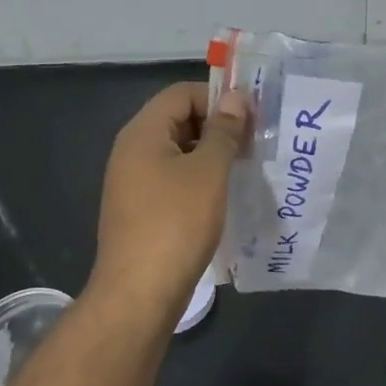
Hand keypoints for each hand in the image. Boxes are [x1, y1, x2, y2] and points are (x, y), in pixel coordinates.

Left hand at [89, 83, 249, 316]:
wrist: (140, 291)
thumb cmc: (176, 223)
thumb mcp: (208, 172)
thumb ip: (224, 132)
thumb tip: (237, 98)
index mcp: (142, 133)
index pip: (181, 94)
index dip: (218, 99)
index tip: (252, 120)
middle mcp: (132, 151)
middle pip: (178, 120)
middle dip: (217, 128)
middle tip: (253, 146)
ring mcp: (133, 183)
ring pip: (178, 153)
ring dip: (211, 157)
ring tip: (244, 172)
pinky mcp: (140, 210)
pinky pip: (173, 180)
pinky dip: (199, 181)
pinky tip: (223, 198)